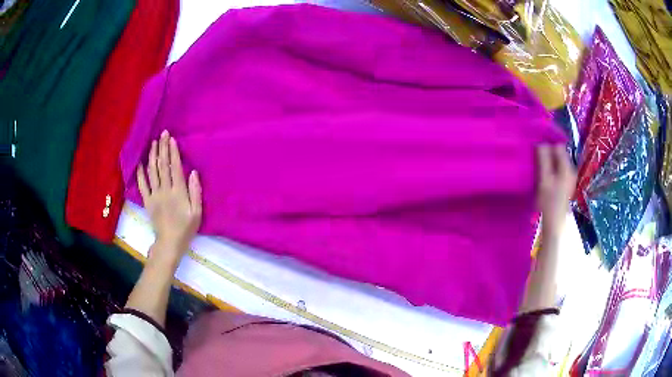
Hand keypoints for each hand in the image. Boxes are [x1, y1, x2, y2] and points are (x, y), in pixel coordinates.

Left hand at [136, 130, 201, 267]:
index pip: (175, 167)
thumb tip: (192, 172)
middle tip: (163, 134)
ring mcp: (154, 195)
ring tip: (153, 143)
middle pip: (162, 165)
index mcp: (178, 192)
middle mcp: (165, 190)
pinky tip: (140, 163)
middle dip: (163, 148)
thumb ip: (195, 192)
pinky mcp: (147, 201)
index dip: (173, 152)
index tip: (172, 139)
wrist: (169, 243)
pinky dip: (140, 173)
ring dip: (152, 156)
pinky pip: (142, 185)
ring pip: (152, 171)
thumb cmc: (186, 228)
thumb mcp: (197, 213)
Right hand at [536, 145, 575, 238]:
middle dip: (547, 150)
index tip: (536, 142)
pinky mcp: (564, 184)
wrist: (555, 224)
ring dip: (548, 159)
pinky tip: (543, 172)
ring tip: (537, 161)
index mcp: (567, 167)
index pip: (559, 145)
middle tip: (535, 153)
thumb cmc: (549, 202)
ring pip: (557, 161)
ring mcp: (568, 177)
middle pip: (559, 153)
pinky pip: (557, 169)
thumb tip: (541, 142)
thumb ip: (544, 160)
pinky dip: (550, 167)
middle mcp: (570, 169)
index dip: (548, 142)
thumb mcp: (544, 179)